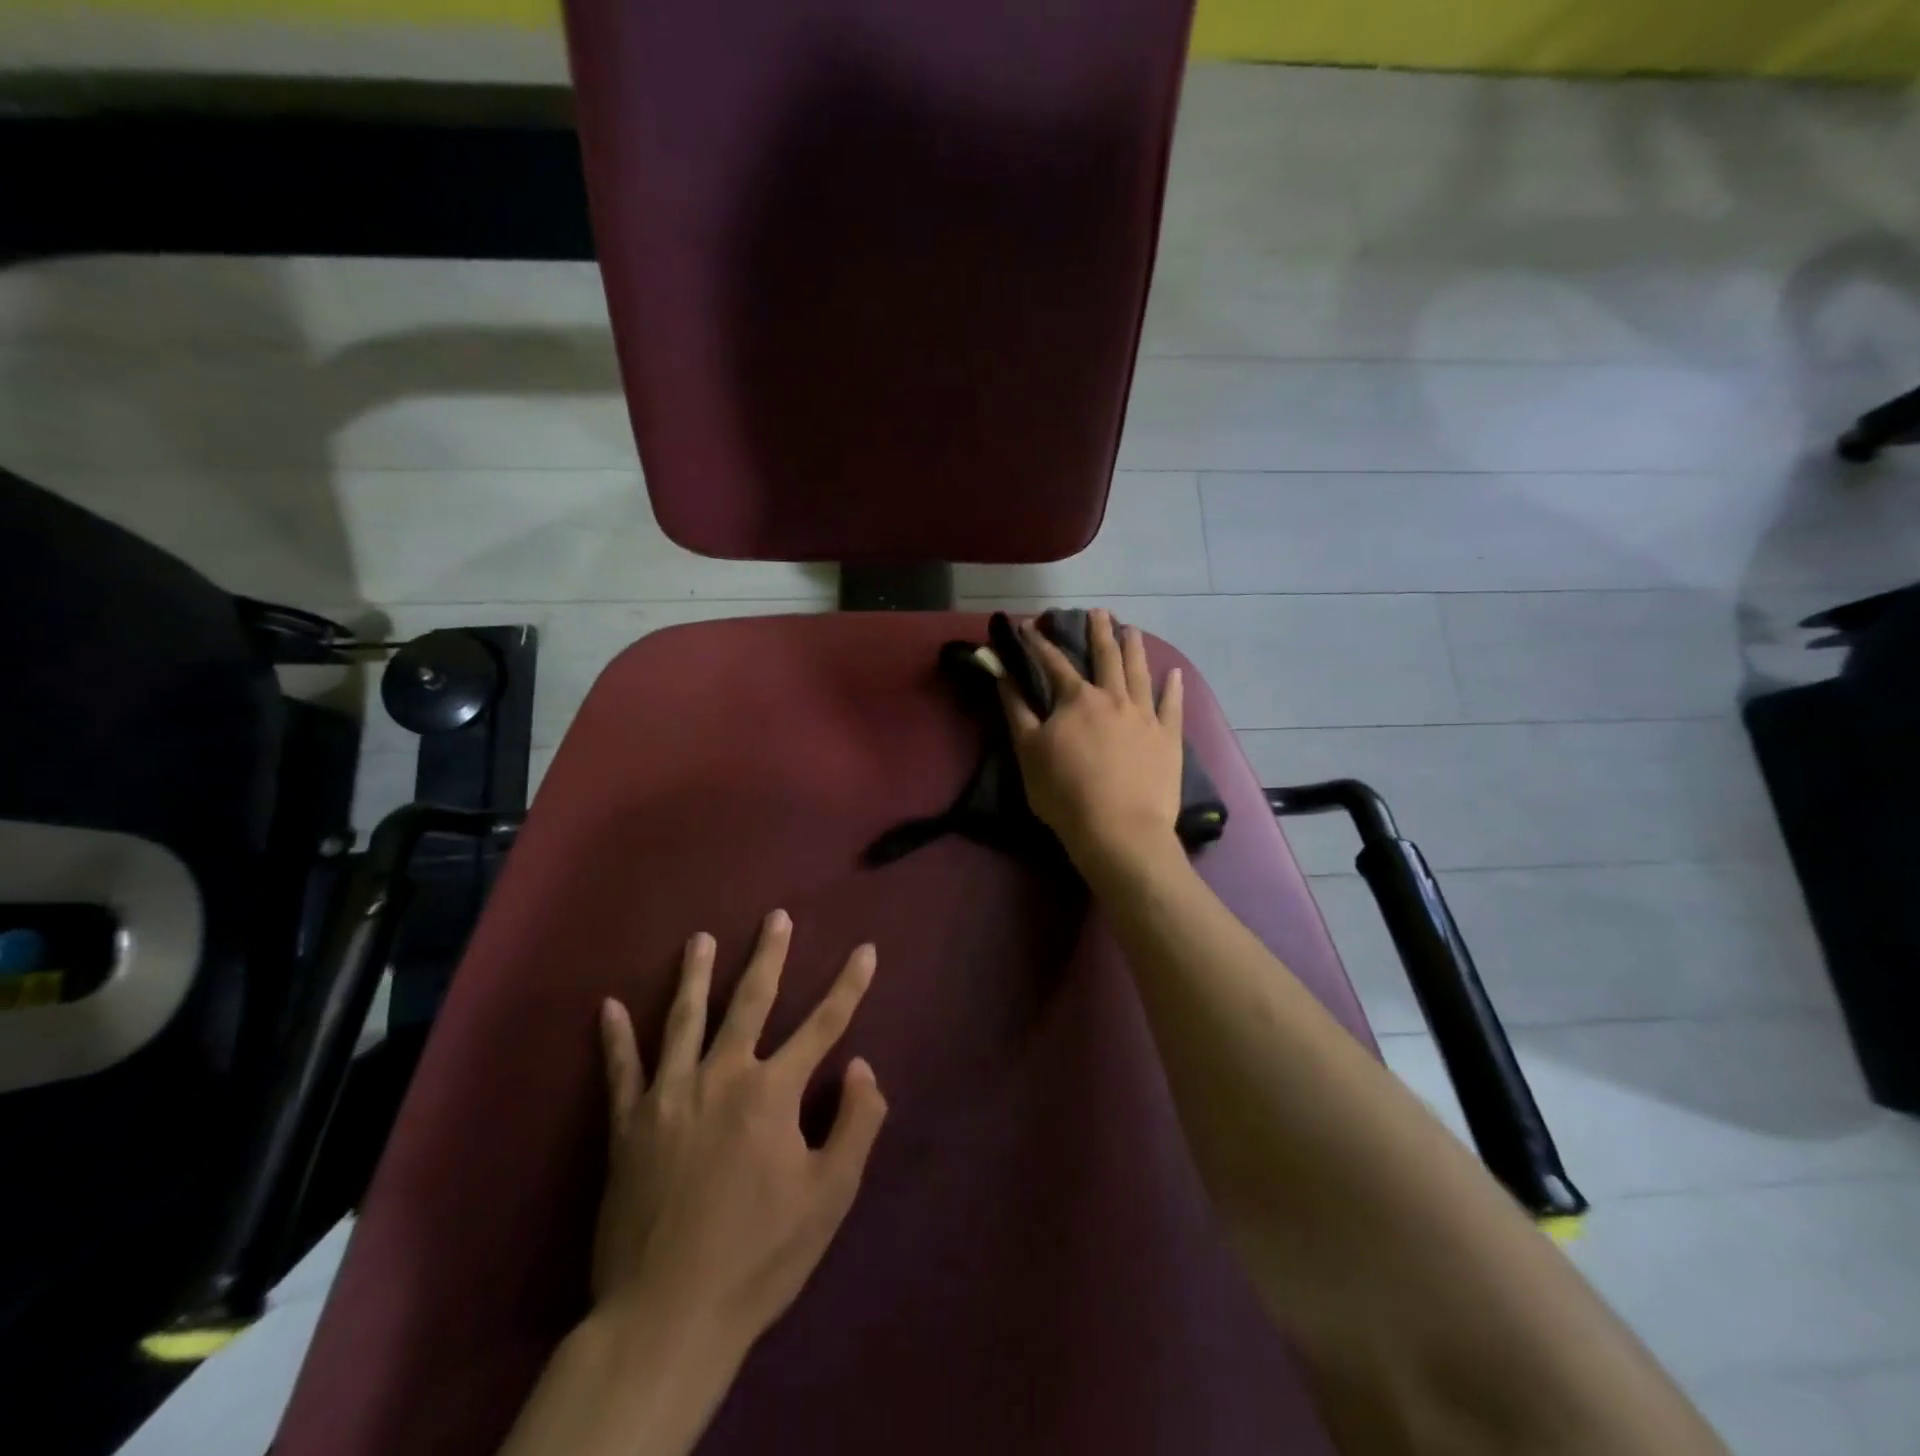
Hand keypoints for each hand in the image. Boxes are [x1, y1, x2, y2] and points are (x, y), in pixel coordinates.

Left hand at [593, 910, 887, 1354]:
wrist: (668, 1316)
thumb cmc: (759, 1255)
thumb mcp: (829, 1196)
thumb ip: (855, 1123)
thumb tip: (861, 1066)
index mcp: (772, 1092)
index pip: (824, 1025)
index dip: (850, 986)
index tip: (866, 950)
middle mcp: (721, 1077)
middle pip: (750, 1002)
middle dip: (768, 956)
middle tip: (775, 917)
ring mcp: (669, 1097)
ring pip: (684, 1020)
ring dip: (694, 975)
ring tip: (699, 939)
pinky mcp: (628, 1126)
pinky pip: (621, 1071)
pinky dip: (615, 1038)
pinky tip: (609, 1007)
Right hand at [997, 607, 1185, 870]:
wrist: (1119, 830)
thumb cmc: (1065, 793)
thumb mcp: (1029, 752)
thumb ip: (1017, 710)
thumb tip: (1003, 675)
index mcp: (1077, 700)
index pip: (1054, 663)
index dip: (1040, 643)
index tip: (1029, 625)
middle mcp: (1114, 698)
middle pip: (1106, 657)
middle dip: (1099, 632)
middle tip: (1099, 612)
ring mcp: (1145, 716)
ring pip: (1139, 673)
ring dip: (1134, 649)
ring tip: (1132, 630)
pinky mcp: (1168, 738)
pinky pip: (1172, 706)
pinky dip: (1173, 688)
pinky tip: (1174, 673)